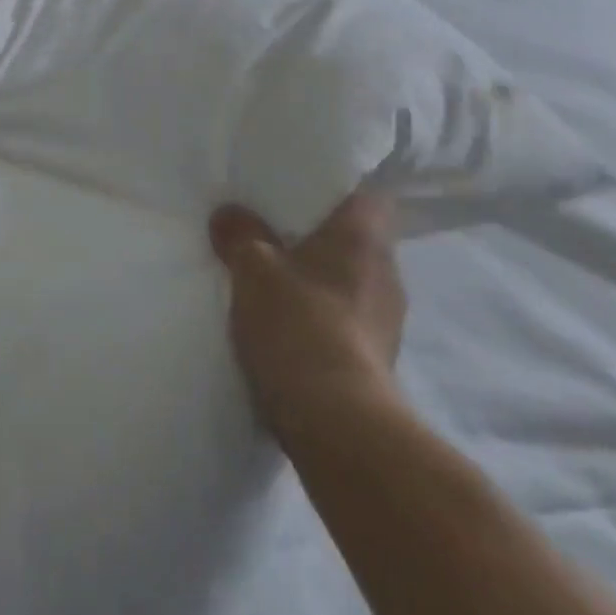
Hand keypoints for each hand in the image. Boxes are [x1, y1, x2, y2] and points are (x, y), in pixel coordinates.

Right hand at [210, 189, 407, 433]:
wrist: (338, 425)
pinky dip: (325, 319)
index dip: (339, 189)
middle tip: (278, 232)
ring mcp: (388, 322)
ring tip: (280, 281)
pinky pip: (349, 322)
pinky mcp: (379, 363)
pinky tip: (291, 328)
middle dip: (321, 237)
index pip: (369, 194)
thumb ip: (240, 234)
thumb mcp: (253, 269)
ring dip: (322, 281)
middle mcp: (386, 272)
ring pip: (353, 282)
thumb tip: (228, 213)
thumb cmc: (299, 324)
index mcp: (365, 236)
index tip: (305, 190)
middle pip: (358, 239)